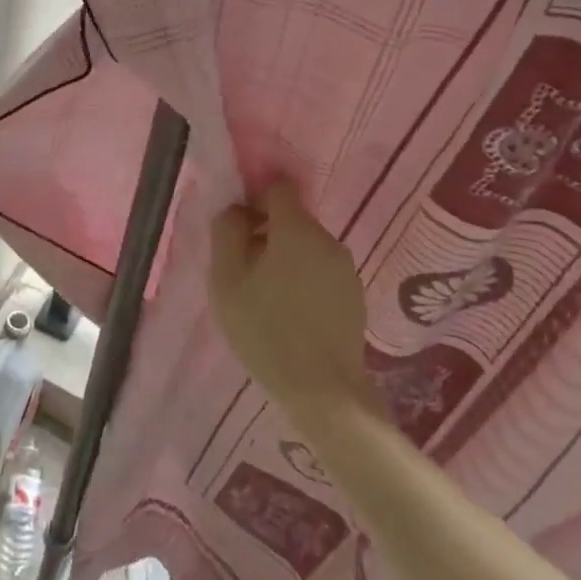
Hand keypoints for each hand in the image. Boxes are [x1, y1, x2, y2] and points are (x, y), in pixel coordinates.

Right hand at [208, 180, 382, 432]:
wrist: (323, 391)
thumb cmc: (265, 330)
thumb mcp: (226, 280)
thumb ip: (226, 233)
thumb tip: (235, 209)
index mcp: (297, 230)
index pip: (279, 188)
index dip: (255, 199)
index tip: (239, 229)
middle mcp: (327, 239)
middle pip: (292, 218)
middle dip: (266, 232)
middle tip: (245, 269)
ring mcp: (345, 268)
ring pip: (306, 245)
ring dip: (284, 257)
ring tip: (265, 295)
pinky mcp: (354, 294)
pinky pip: (320, 269)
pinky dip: (303, 278)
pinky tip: (289, 312)